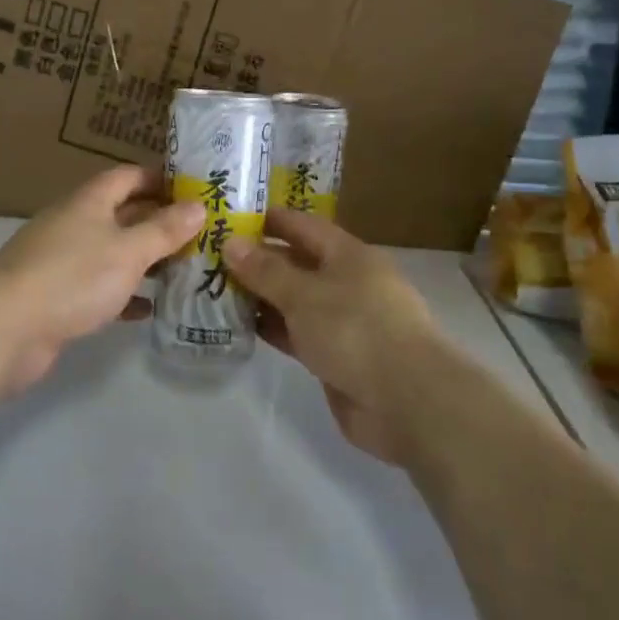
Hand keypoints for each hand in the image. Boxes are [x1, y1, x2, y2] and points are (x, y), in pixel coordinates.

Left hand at [0, 165, 204, 393]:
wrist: (4, 330)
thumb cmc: (72, 278)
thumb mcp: (128, 251)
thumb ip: (164, 230)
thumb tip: (198, 206)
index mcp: (89, 201)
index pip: (128, 176)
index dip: (160, 178)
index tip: (195, 189)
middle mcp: (74, 224)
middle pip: (122, 214)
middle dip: (159, 222)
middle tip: (201, 234)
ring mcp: (62, 261)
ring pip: (112, 252)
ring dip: (145, 260)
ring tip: (184, 270)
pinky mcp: (57, 296)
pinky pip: (99, 288)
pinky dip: (124, 294)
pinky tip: (149, 309)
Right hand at [224, 210, 448, 461]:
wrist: (407, 402)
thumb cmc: (356, 330)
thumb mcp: (304, 294)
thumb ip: (265, 271)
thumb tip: (231, 243)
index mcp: (348, 255)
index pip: (303, 226)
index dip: (269, 220)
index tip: (230, 218)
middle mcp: (347, 282)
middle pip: (297, 263)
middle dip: (258, 260)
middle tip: (211, 258)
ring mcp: (343, 321)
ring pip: (295, 300)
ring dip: (261, 297)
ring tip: (216, 291)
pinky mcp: (336, 357)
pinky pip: (297, 333)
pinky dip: (273, 328)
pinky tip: (240, 327)